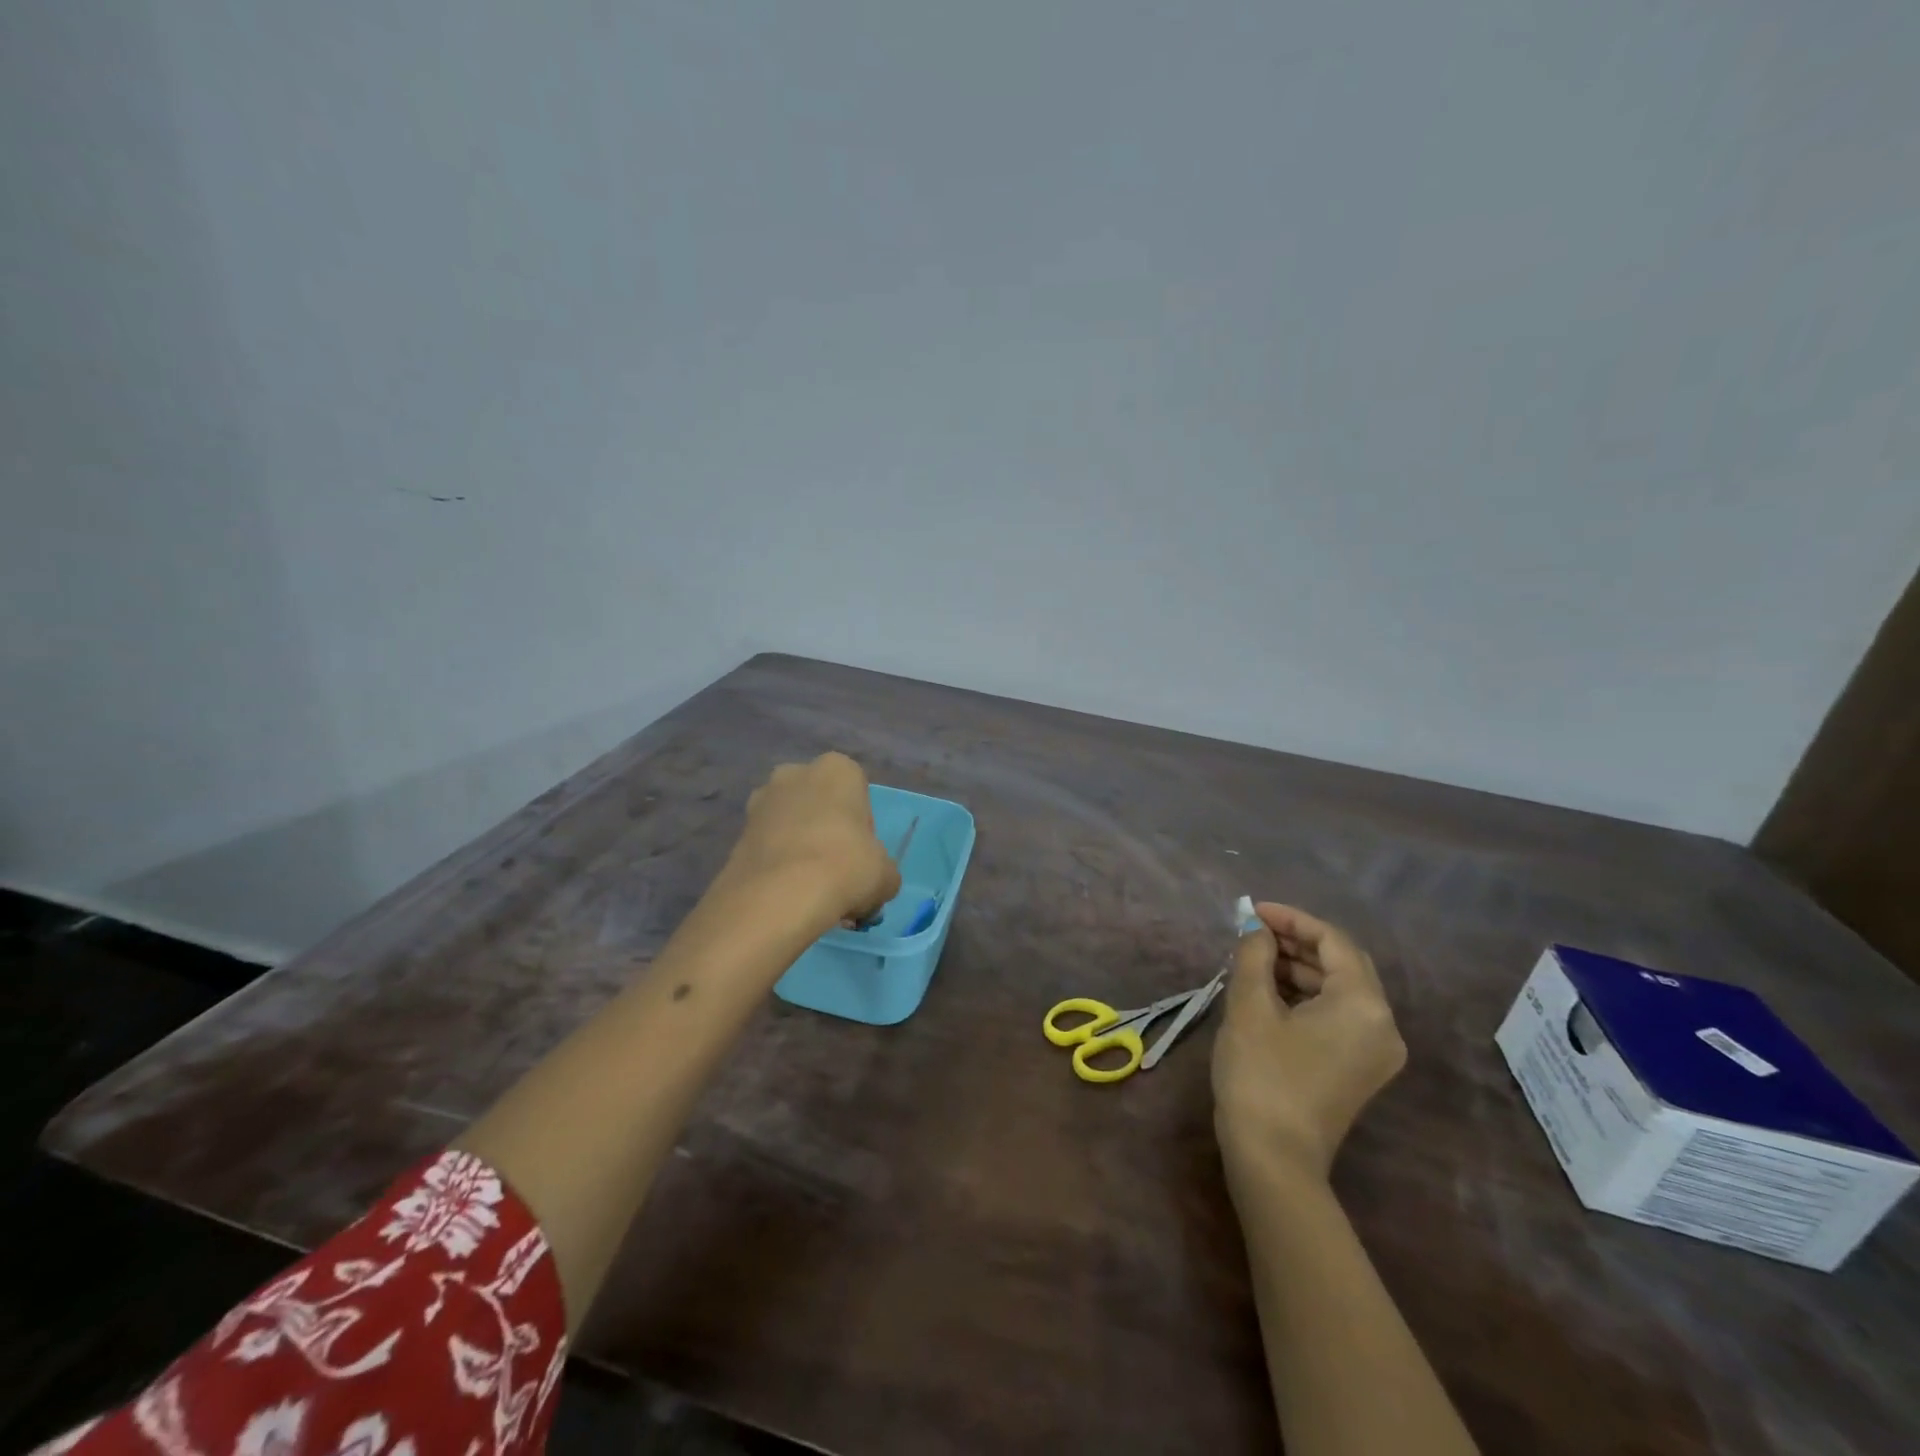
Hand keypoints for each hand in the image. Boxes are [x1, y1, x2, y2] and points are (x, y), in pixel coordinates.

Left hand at [723, 753, 900, 927]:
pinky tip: (786, 895)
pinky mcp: (735, 833)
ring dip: (798, 845)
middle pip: (818, 801)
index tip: (861, 855)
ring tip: (809, 888)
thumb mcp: (886, 874)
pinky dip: (776, 864)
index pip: (857, 790)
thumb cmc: (846, 867)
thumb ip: (882, 869)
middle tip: (835, 869)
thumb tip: (875, 880)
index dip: (861, 825)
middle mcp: (794, 773)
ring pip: (789, 822)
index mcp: (837, 769)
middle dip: (825, 828)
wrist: (779, 896)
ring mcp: (759, 801)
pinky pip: (766, 846)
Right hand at [1212, 903, 1405, 1183]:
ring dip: (1299, 968)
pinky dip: (1307, 996)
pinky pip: (1340, 1015)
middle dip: (1296, 942)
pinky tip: (1270, 992)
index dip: (1291, 919)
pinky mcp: (1361, 1069)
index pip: (1332, 941)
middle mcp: (1383, 1024)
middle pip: (1343, 963)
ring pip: (1340, 990)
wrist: (1273, 1157)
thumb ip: (1254, 954)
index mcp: (1364, 1004)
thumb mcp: (1250, 1005)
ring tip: (1254, 960)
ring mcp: (1377, 1051)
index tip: (1252, 911)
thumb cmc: (1261, 1074)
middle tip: (1252, 932)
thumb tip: (1257, 930)